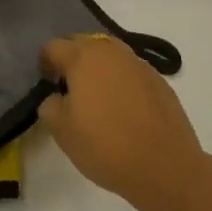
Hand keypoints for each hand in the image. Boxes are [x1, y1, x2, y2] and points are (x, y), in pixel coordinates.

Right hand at [38, 34, 211, 210]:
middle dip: (72, 59)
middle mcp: (112, 52)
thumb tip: (57, 98)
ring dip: (98, 67)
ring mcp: (140, 65)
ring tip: (97, 97)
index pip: (54, 47)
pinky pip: (131, 71)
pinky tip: (123, 108)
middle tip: (69, 87)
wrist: (166, 167)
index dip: (45, 63)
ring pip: (110, 54)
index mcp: (84, 58)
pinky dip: (121, 81)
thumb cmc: (106, 146)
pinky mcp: (160, 82)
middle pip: (83, 42)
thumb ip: (50, 106)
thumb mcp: (62, 131)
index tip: (47, 84)